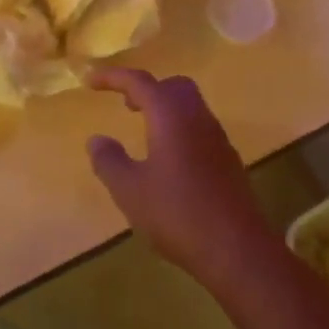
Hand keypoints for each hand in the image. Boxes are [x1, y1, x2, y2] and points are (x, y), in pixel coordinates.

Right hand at [86, 68, 277, 294]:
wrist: (239, 251)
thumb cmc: (178, 214)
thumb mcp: (130, 190)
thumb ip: (109, 161)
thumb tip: (96, 140)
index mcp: (170, 115)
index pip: (139, 81)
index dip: (113, 77)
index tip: (90, 81)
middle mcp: (197, 118)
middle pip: (173, 86)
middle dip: (147, 88)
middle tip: (125, 103)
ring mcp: (217, 139)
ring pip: (190, 107)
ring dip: (165, 109)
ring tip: (143, 131)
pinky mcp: (228, 162)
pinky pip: (199, 130)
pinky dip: (179, 129)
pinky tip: (168, 160)